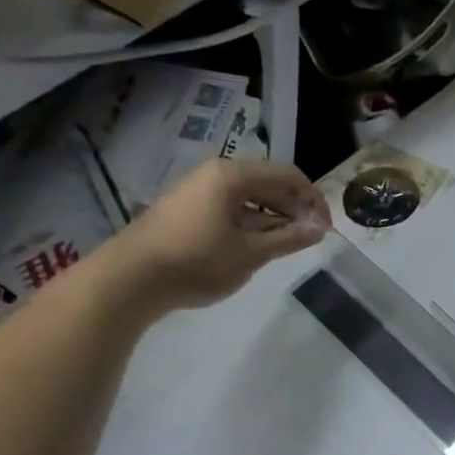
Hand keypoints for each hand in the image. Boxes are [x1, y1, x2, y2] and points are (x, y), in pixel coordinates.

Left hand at [98, 160, 330, 315]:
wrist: (129, 279)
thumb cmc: (197, 261)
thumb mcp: (252, 252)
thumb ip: (290, 237)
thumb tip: (321, 228)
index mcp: (232, 176)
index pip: (288, 175)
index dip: (313, 200)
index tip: (325, 229)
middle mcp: (215, 174)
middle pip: (269, 182)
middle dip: (295, 207)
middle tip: (310, 237)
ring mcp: (197, 190)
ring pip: (250, 196)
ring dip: (274, 216)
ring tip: (286, 244)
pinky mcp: (187, 209)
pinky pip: (231, 206)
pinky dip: (252, 221)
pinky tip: (256, 245)